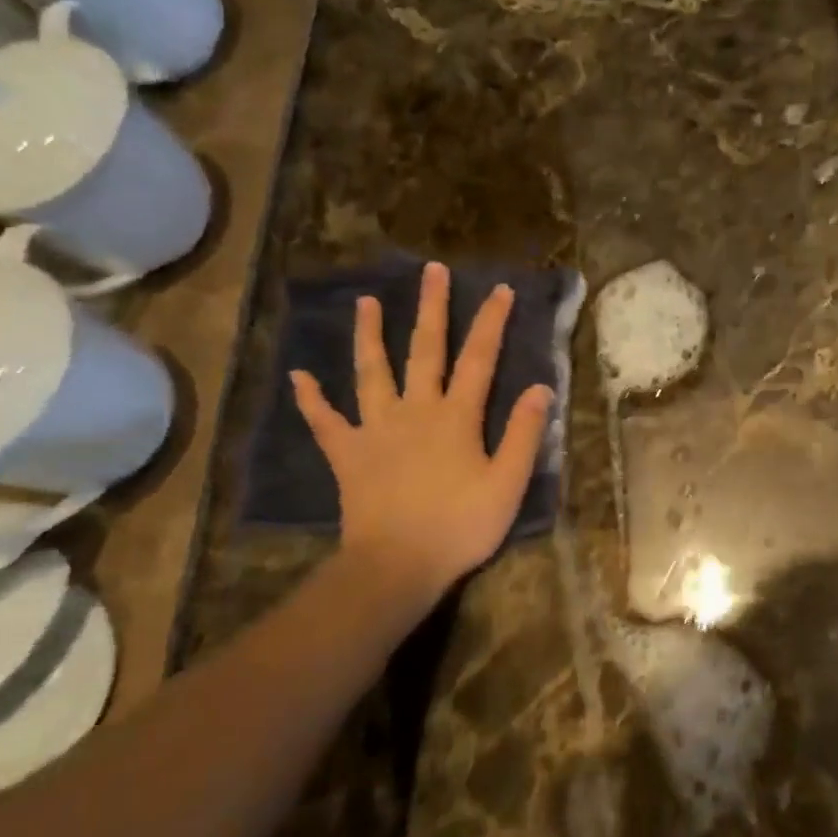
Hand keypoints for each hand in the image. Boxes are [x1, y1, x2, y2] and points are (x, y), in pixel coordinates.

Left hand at [291, 263, 553, 616]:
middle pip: (424, 350)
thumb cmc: (460, 526)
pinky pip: (325, 422)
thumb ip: (523, 434)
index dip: (490, 322)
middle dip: (431, 308)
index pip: (479, 359)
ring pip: (371, 373)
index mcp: (456, 417)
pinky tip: (298, 376)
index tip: (498, 289)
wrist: (397, 565)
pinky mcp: (347, 454)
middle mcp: (415, 410)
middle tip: (431, 271)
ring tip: (365, 303)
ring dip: (369, 336)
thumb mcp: (508, 484)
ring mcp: (375, 430)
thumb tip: (539, 387)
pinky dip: (311, 399)